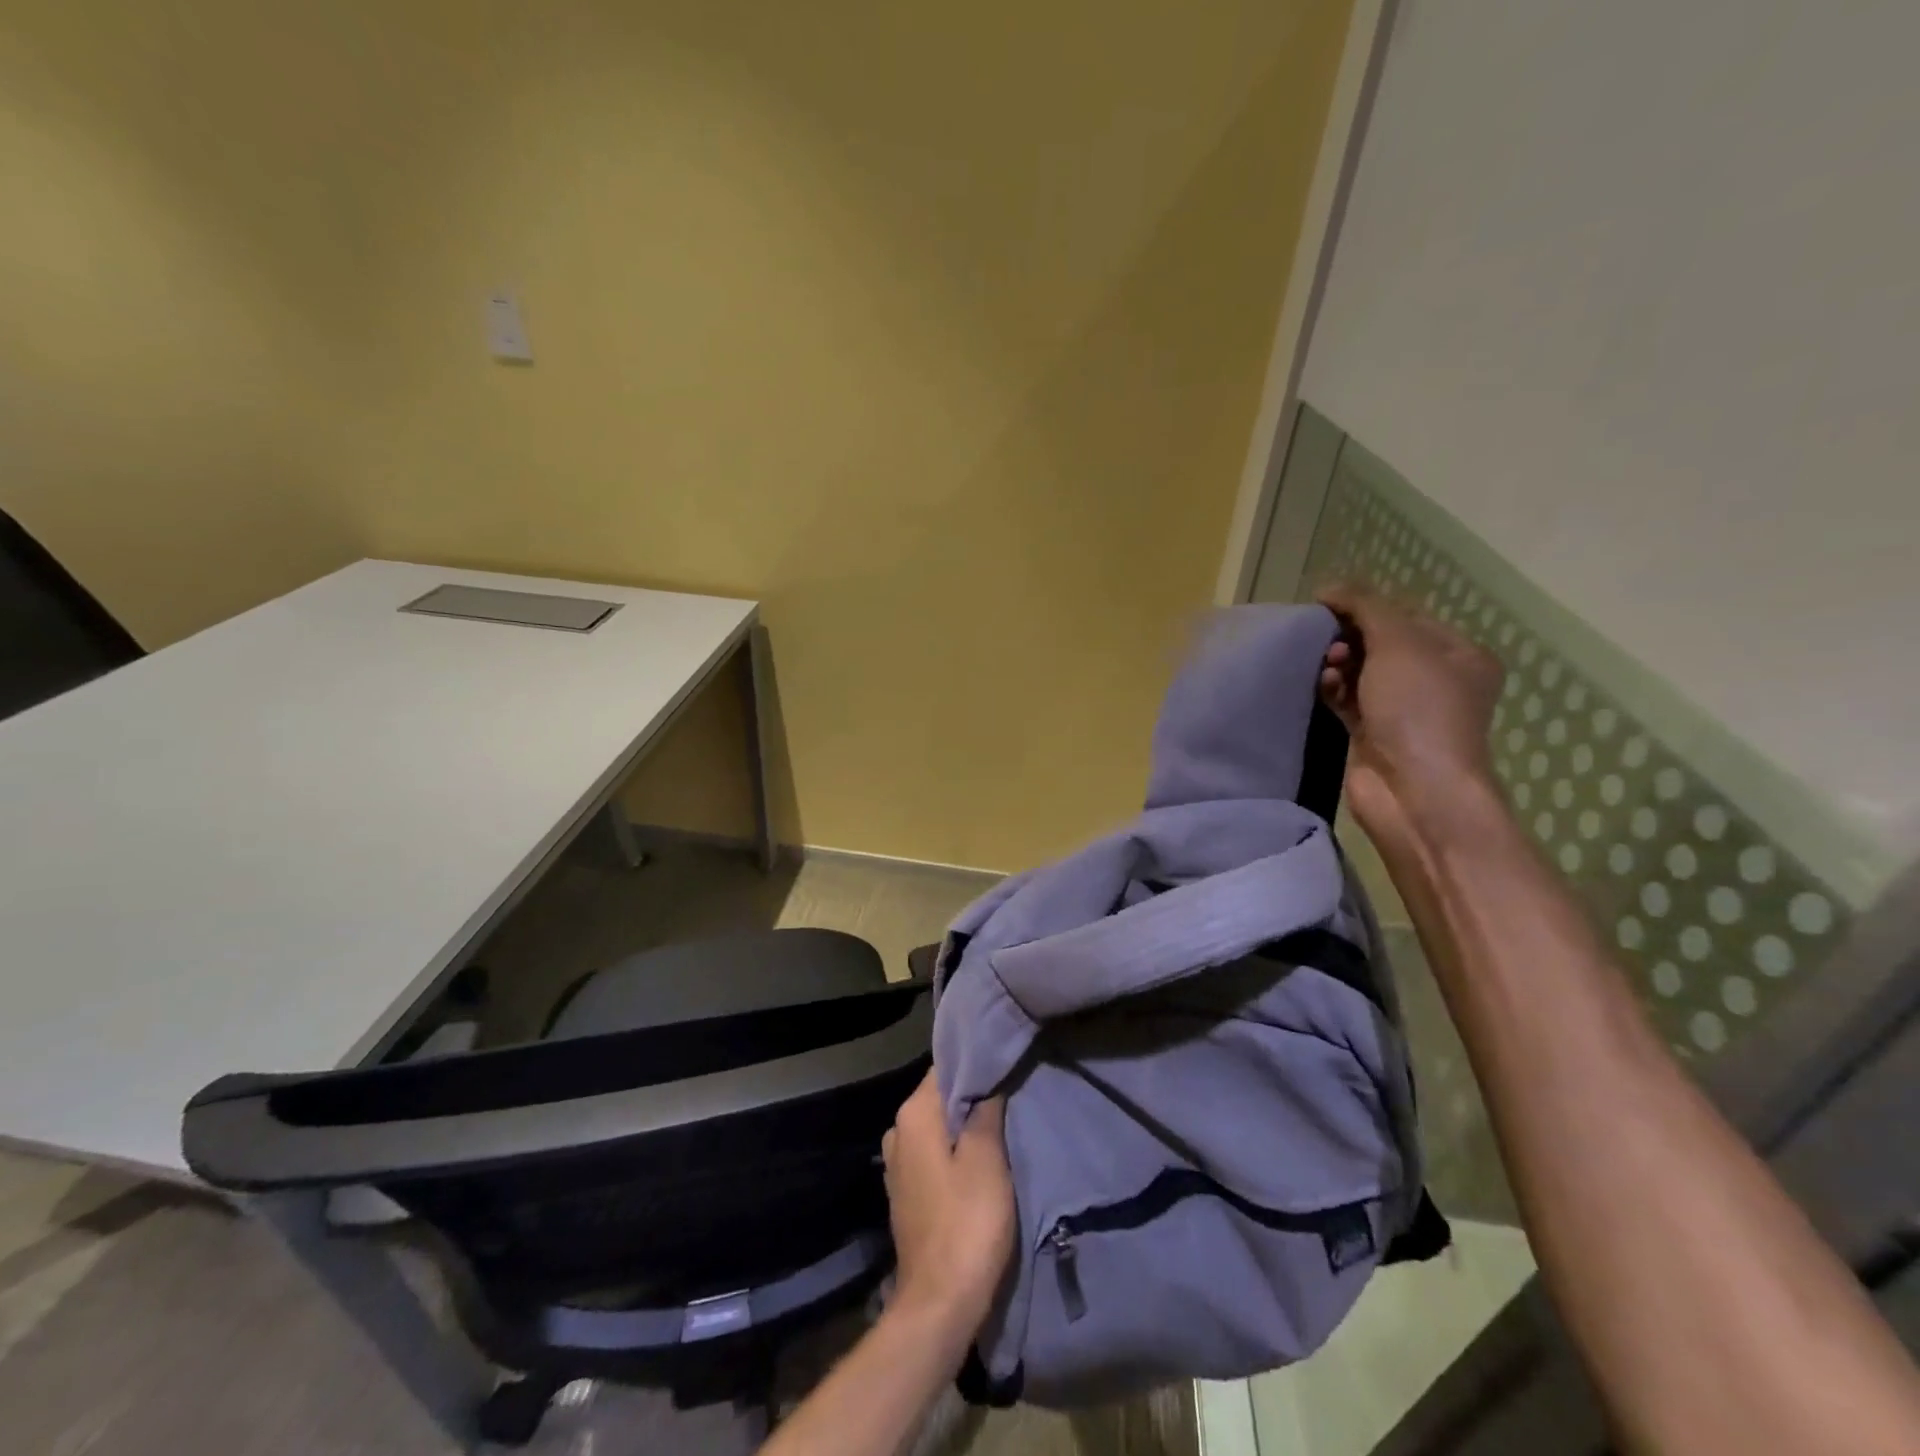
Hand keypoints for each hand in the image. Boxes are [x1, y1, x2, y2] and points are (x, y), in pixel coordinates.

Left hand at [881, 1072, 1014, 1336]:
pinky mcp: (906, 1192)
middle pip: (940, 1097)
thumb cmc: (967, 1221)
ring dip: (964, 1125)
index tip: (1003, 1061)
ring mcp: (898, 1164)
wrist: (939, 1303)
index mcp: (913, 1115)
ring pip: (936, 1126)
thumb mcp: (986, 1158)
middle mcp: (898, 1131)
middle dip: (972, 1094)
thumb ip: (985, 1110)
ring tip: (1000, 1124)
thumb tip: (986, 1077)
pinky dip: (953, 1150)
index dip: (975, 1063)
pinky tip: (979, 1159)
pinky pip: (932, 1153)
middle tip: (1010, 1092)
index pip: (945, 1067)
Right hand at [1316, 584, 1503, 850]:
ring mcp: (1403, 709)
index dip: (1363, 606)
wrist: (1413, 789)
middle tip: (1324, 638)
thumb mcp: (1398, 643)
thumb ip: (1365, 607)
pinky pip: (1346, 699)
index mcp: (1457, 653)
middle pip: (1379, 642)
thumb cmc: (1418, 709)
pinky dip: (1332, 689)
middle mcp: (1434, 679)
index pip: (1403, 614)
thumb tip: (1330, 587)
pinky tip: (1322, 686)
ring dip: (1337, 662)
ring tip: (1324, 665)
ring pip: (1360, 671)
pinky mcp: (1372, 733)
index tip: (1324, 604)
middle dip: (1347, 636)